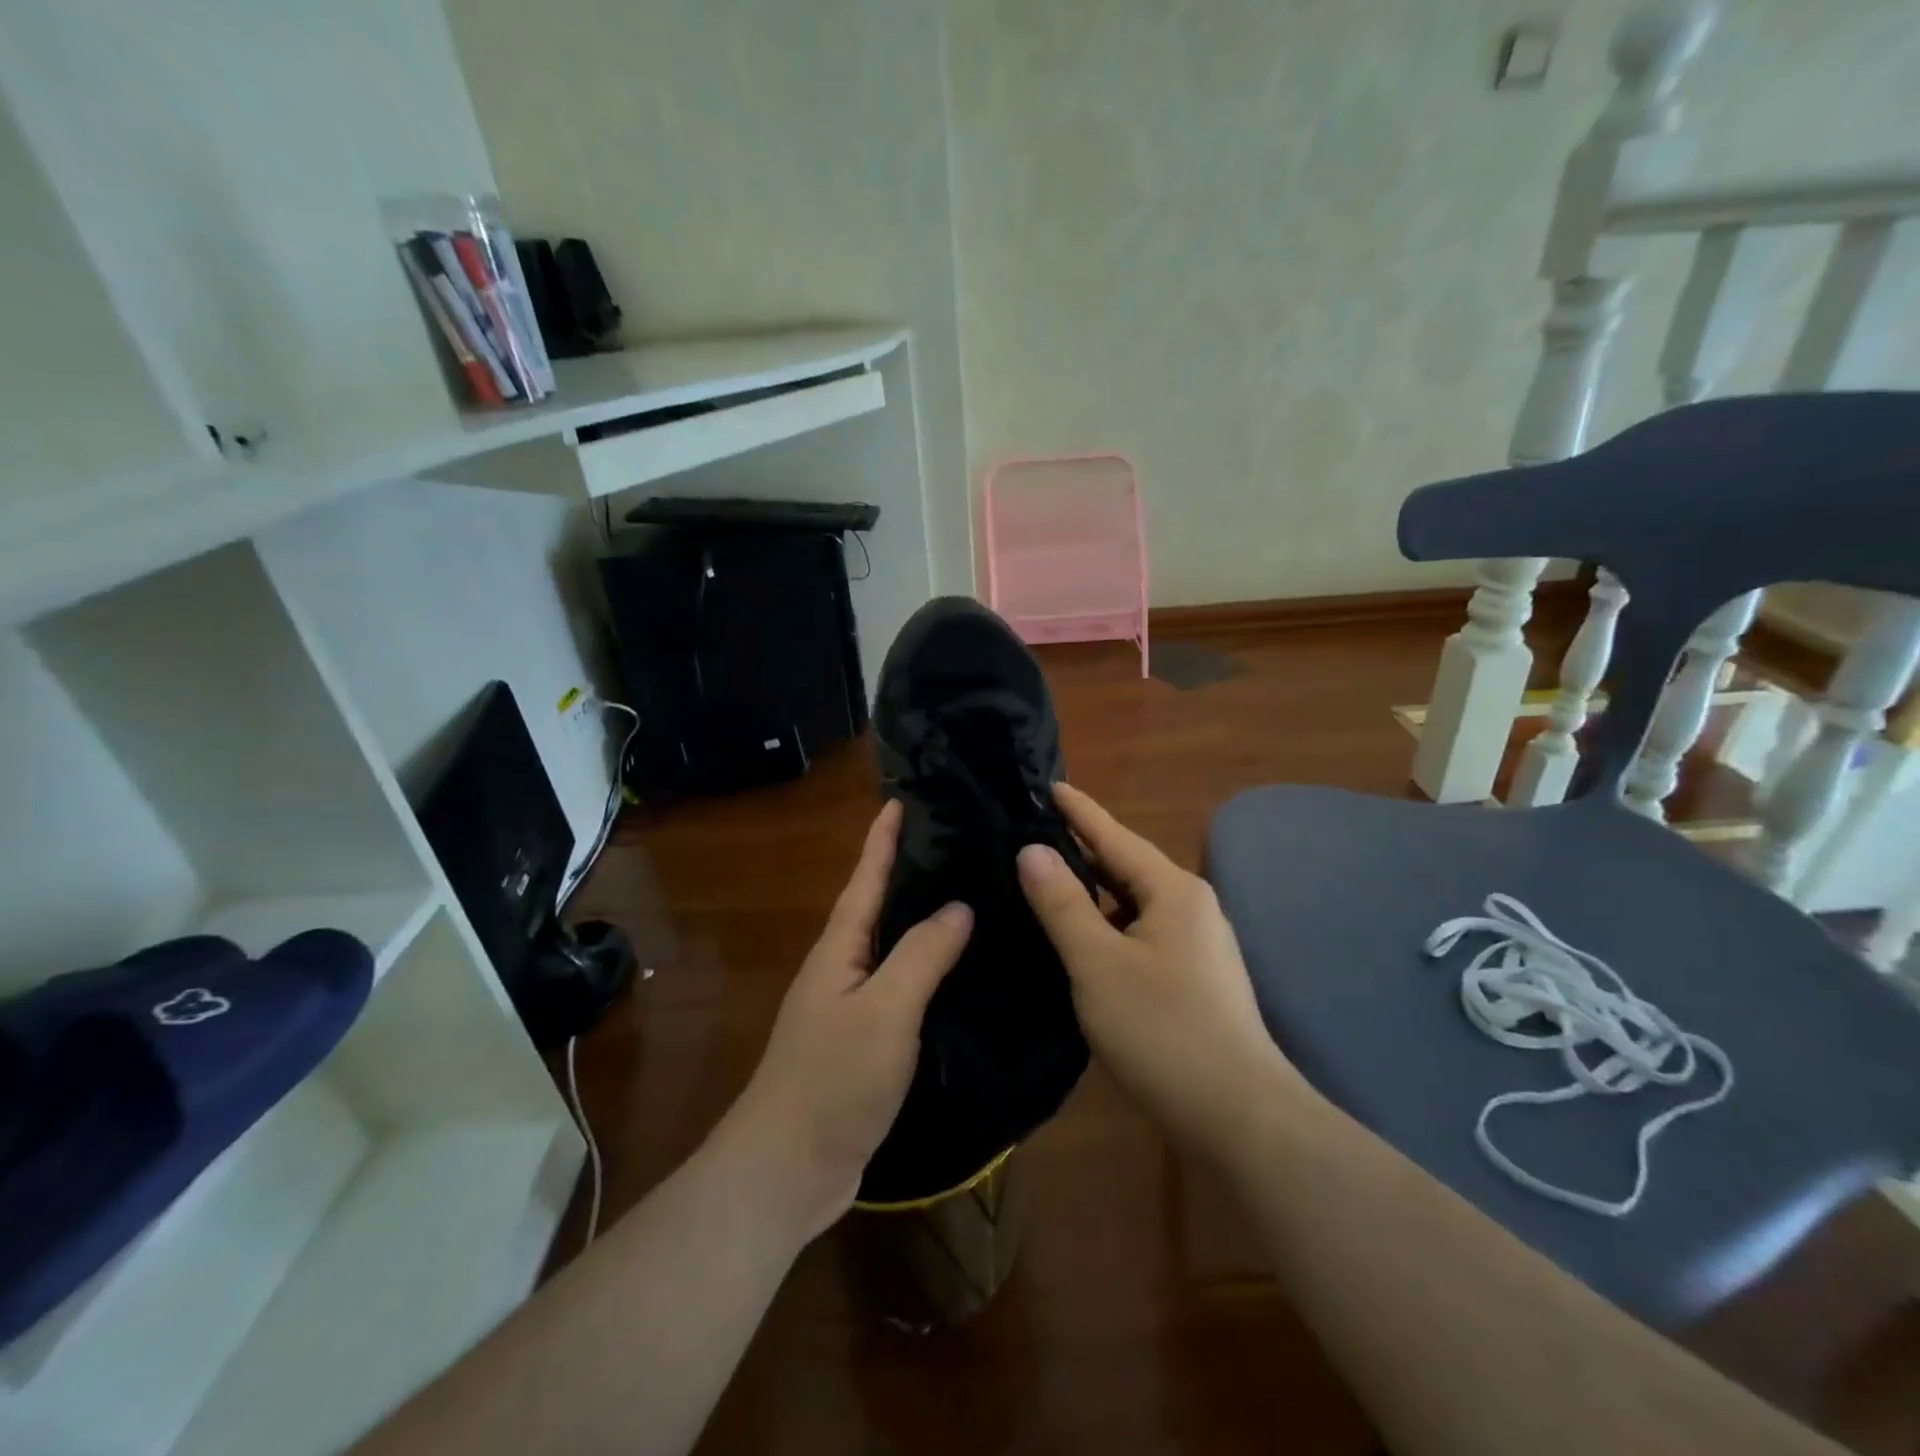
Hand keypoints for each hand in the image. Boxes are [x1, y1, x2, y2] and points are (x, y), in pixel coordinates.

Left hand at [725, 800, 971, 1237]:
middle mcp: (843, 967)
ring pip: (894, 948)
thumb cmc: (832, 1078)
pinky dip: (930, 971)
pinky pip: (903, 989)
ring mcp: (853, 1006)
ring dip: (924, 920)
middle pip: (880, 906)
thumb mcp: (883, 1009)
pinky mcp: (867, 1042)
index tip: (905, 798)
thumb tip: (959, 905)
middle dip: (912, 871)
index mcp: (841, 947)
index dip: (885, 838)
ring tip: (972, 896)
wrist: (788, 1169)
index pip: (867, 877)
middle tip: (960, 842)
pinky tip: (962, 973)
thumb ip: (922, 954)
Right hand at [1016, 784, 1298, 1153]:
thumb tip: (1032, 850)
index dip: (1079, 811)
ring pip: (1134, 903)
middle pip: (1127, 866)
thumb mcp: (1098, 963)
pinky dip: (1109, 925)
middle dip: (1084, 848)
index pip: (1115, 837)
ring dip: (1095, 890)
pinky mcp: (1195, 978)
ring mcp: (1198, 945)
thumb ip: (1062, 904)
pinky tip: (1084, 939)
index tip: (1050, 785)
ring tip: (1050, 881)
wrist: (1240, 1117)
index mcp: (1173, 891)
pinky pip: (1141, 932)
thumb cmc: (1163, 1030)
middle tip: (1036, 832)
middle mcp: (1191, 907)